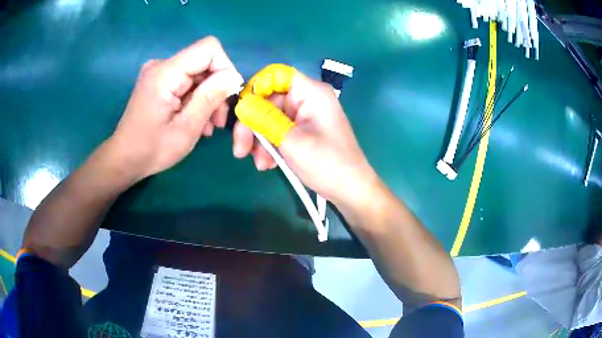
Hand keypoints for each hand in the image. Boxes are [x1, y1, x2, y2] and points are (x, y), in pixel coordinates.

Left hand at [109, 36, 243, 181]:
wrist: (124, 159)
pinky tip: (194, 118)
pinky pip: (186, 81)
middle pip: (204, 62)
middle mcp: (161, 65)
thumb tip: (234, 76)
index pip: (209, 48)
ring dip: (207, 96)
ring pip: (198, 73)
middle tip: (217, 121)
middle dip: (216, 88)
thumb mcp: (186, 128)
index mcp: (165, 73)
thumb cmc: (152, 149)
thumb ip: (210, 97)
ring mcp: (158, 72)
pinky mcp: (158, 80)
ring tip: (207, 125)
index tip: (227, 96)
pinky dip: (195, 98)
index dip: (225, 67)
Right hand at [233, 70, 377, 204]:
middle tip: (240, 150)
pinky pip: (279, 130)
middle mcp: (308, 99)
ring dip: (260, 140)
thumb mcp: (290, 141)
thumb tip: (241, 105)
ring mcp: (306, 115)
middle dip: (252, 125)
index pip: (275, 75)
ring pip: (270, 118)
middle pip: (269, 100)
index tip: (242, 113)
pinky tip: (268, 164)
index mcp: (311, 92)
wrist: (350, 190)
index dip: (255, 89)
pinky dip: (270, 145)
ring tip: (260, 164)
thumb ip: (263, 119)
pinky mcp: (303, 131)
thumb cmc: (326, 163)